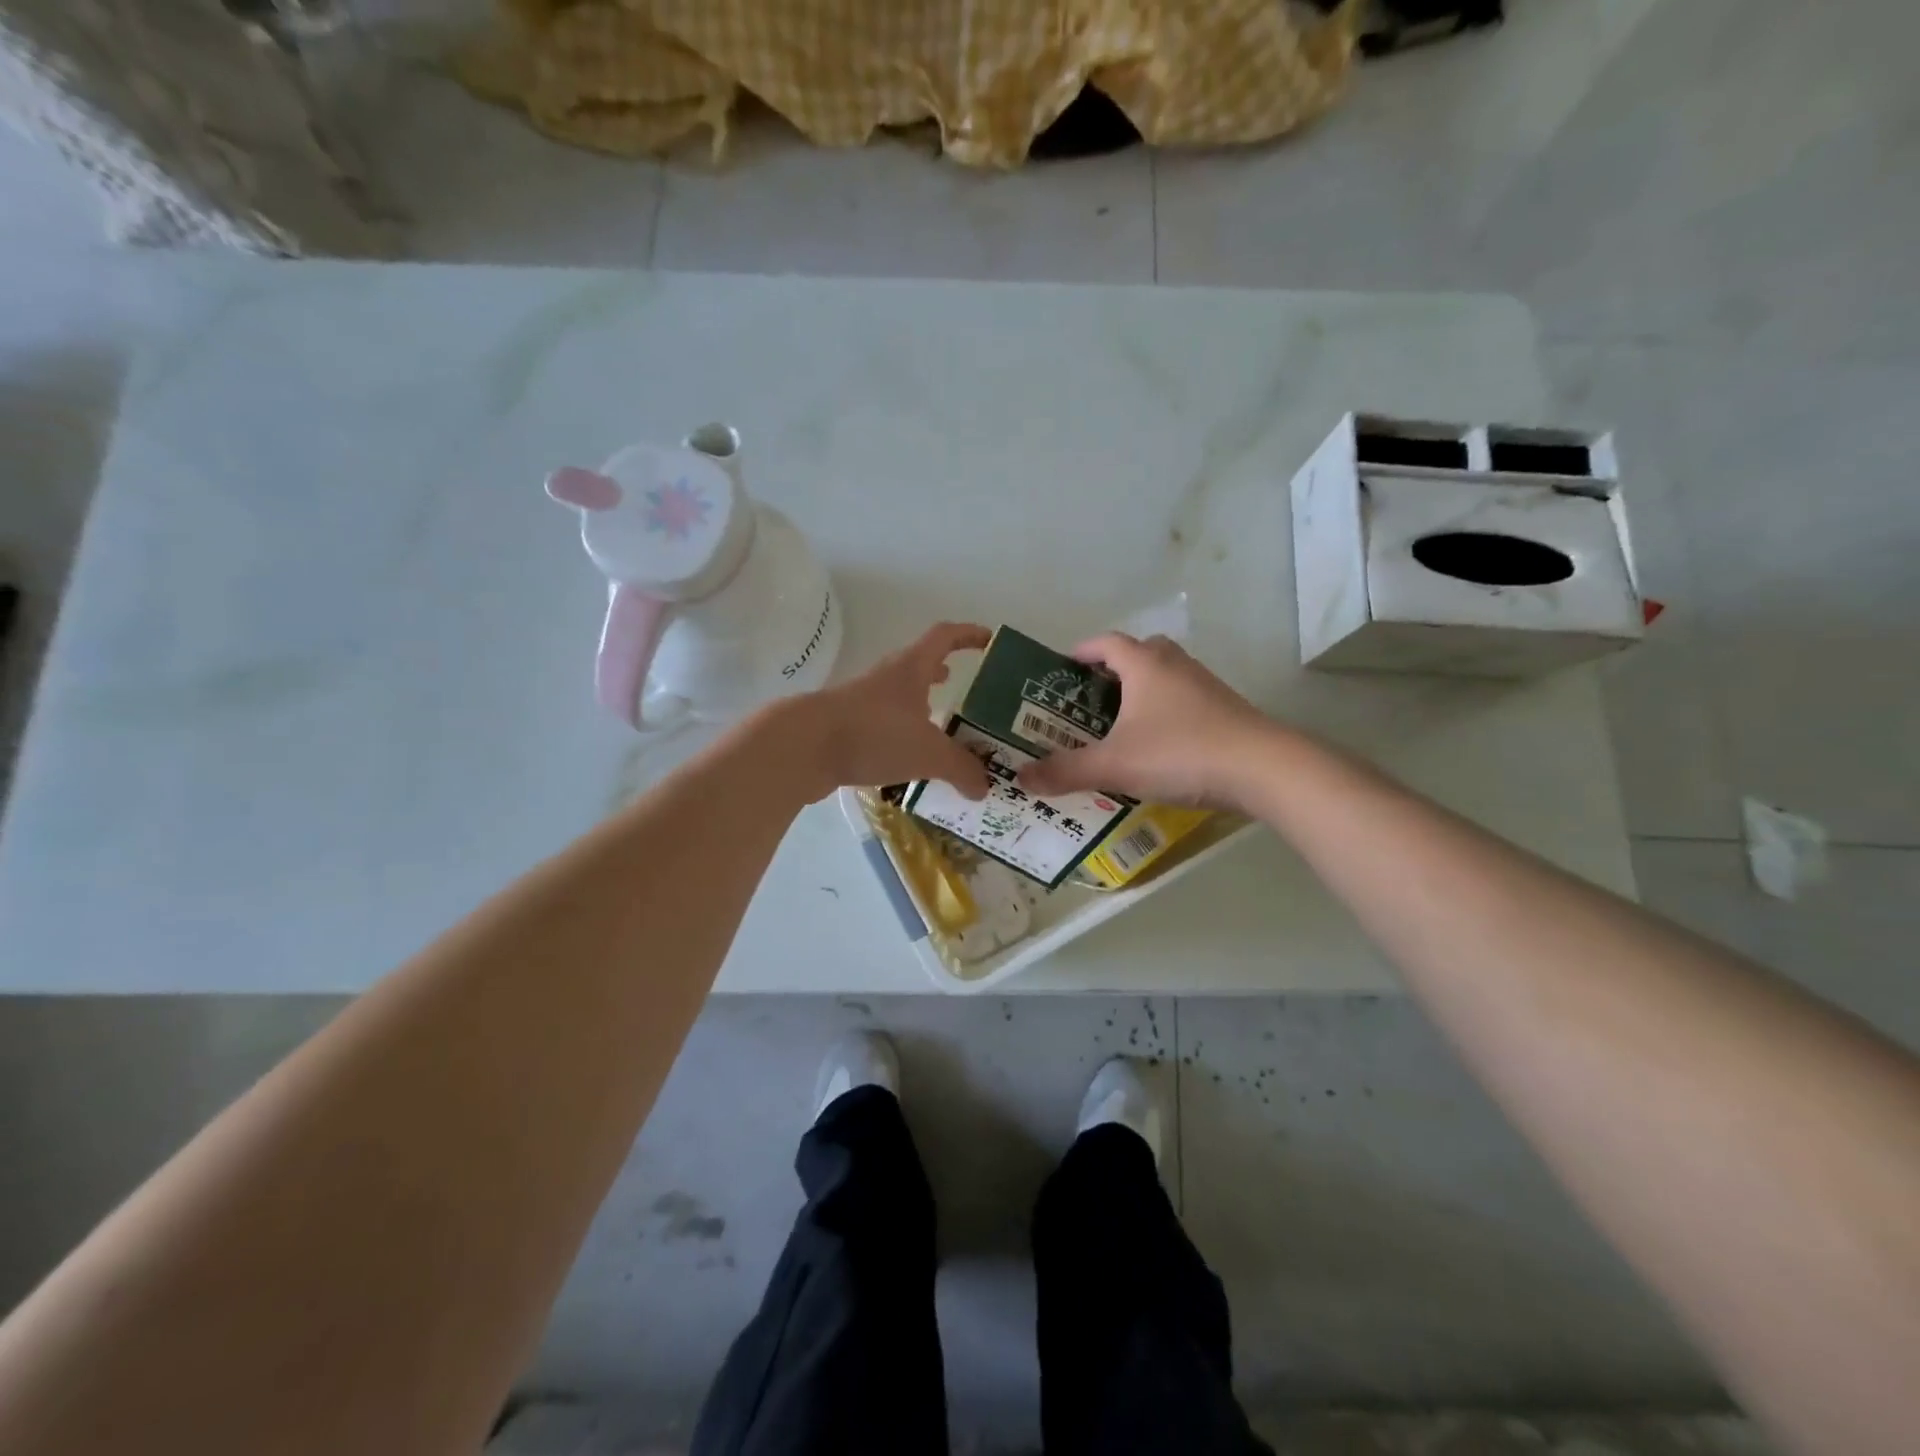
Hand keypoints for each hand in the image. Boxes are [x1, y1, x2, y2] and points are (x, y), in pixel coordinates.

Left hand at [791, 622, 992, 800]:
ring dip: (921, 706)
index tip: (989, 641)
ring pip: (900, 697)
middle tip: (966, 693)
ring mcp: (863, 701)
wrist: (804, 747)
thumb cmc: (874, 734)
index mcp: (911, 668)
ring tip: (941, 728)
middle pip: (920, 665)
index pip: (945, 637)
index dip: (968, 635)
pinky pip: (882, 724)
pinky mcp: (846, 725)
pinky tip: (908, 757)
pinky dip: (900, 733)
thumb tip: (984, 787)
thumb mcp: (929, 754)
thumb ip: (961, 769)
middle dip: (944, 674)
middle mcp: (887, 677)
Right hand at [1016, 633, 1275, 808]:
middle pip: (1139, 652)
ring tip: (1121, 722)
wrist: (1262, 768)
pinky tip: (1159, 743)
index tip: (1063, 667)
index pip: (1106, 643)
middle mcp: (1175, 665)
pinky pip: (1185, 699)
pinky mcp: (1225, 709)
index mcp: (1144, 664)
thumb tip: (1022, 777)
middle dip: (1113, 670)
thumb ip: (1066, 771)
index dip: (1082, 651)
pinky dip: (1166, 710)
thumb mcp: (1114, 764)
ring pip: (1165, 675)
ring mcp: (1205, 685)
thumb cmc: (1179, 752)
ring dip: (1142, 689)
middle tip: (1091, 698)